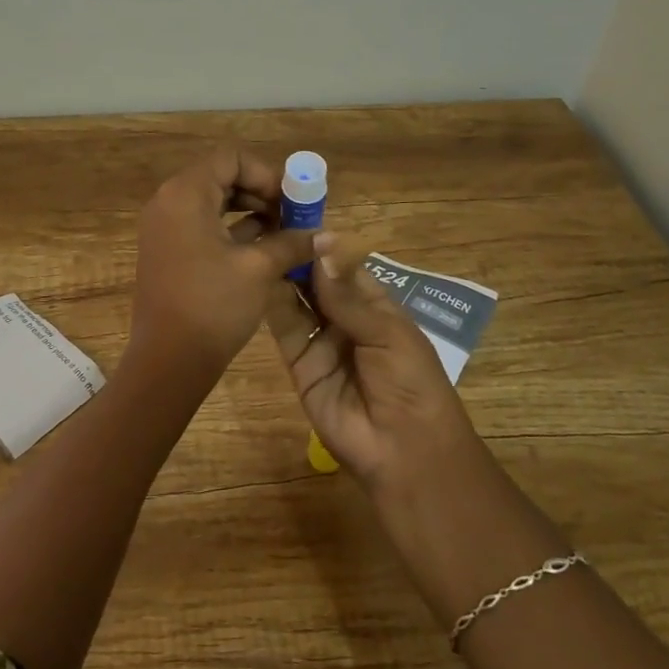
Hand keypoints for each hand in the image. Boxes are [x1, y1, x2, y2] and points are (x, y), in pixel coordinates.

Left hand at [125, 149, 318, 386]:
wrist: (168, 360)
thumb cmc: (213, 306)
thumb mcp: (259, 269)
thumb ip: (292, 242)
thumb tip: (327, 235)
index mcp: (185, 194)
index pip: (231, 158)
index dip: (266, 173)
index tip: (290, 201)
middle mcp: (168, 201)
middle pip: (221, 176)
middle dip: (260, 192)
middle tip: (292, 216)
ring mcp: (164, 226)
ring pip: (213, 201)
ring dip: (249, 211)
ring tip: (283, 233)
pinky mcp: (167, 249)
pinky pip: (202, 223)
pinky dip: (231, 229)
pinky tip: (263, 248)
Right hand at [265, 237, 479, 486]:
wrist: (403, 450)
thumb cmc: (411, 383)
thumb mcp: (387, 333)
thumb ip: (348, 295)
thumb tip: (321, 248)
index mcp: (376, 306)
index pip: (343, 267)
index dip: (322, 246)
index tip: (295, 217)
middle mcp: (345, 318)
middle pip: (316, 281)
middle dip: (298, 256)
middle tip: (267, 224)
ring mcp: (320, 340)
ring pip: (297, 300)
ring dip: (281, 275)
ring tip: (257, 242)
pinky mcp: (298, 363)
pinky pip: (284, 329)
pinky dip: (272, 304)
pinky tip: (257, 277)